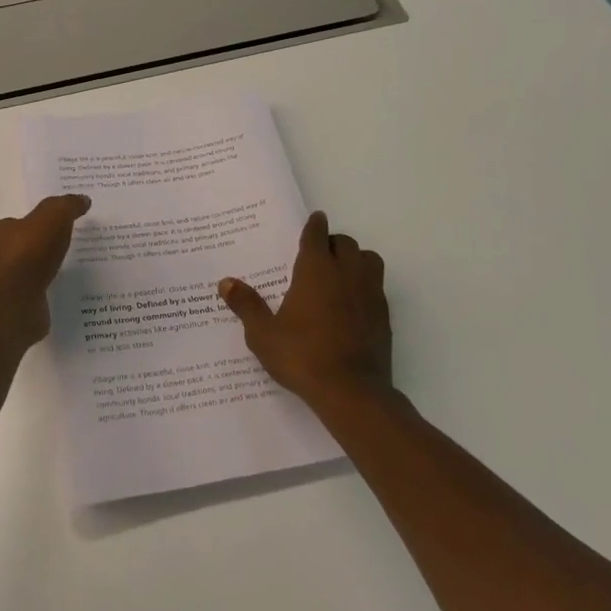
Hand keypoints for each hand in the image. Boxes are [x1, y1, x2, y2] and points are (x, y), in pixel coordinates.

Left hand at [0, 194, 91, 350]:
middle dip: (37, 251)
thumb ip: (66, 206)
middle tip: (64, 250)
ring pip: (25, 277)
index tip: (55, 228)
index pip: (12, 225)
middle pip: (17, 251)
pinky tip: (64, 298)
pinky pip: (33, 301)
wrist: (10, 306)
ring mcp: (1, 289)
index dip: (32, 225)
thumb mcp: (51, 218)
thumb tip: (82, 199)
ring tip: (69, 274)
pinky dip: (46, 298)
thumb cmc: (25, 255)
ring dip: (42, 276)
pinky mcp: (12, 313)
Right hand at [219, 211, 391, 409]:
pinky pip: (377, 286)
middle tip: (319, 254)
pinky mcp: (384, 315)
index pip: (317, 235)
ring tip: (341, 273)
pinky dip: (366, 285)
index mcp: (315, 270)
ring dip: (356, 259)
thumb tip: (226, 282)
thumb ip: (246, 305)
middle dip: (333, 243)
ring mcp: (370, 293)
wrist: (351, 391)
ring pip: (369, 260)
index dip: (315, 225)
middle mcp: (346, 273)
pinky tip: (353, 303)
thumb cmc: (302, 356)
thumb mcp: (263, 334)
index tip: (315, 219)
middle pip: (346, 244)